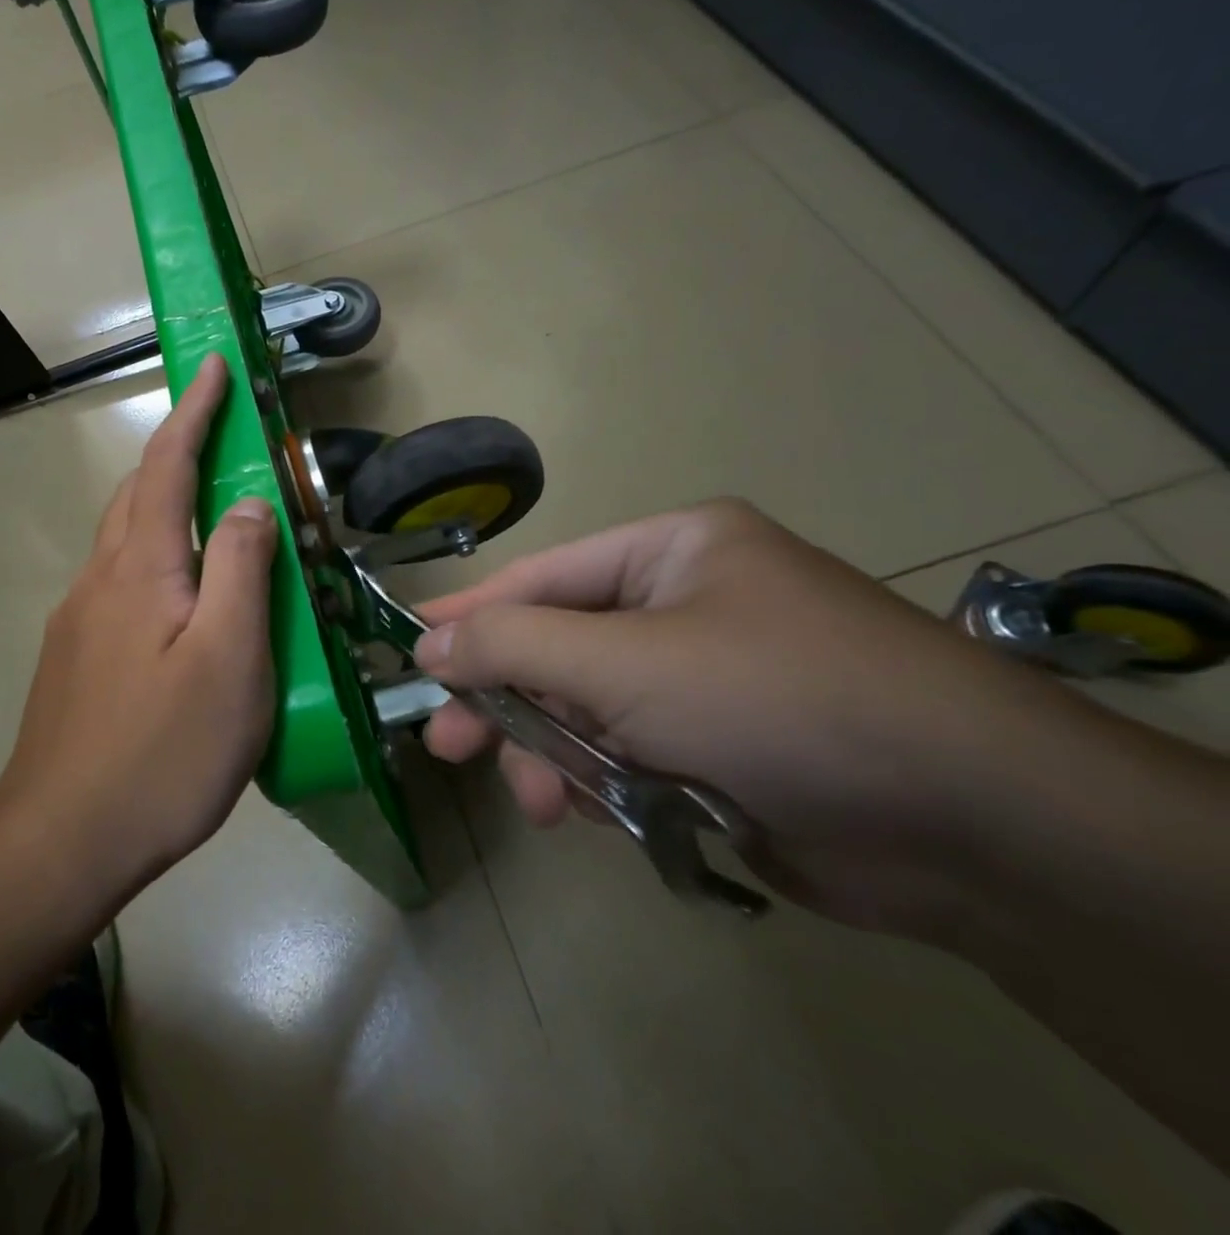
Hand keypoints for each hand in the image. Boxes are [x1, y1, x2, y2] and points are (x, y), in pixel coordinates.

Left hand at [0, 353, 279, 893]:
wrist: (62, 838)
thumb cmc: (163, 750)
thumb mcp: (229, 658)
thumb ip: (239, 569)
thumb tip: (248, 503)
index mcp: (141, 568)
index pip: (168, 465)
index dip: (193, 411)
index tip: (212, 364)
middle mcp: (101, 579)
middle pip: (137, 492)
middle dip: (175, 447)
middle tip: (220, 430)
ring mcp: (80, 619)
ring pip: (125, 537)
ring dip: (162, 500)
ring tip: (209, 504)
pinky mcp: (76, 656)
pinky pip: (120, 578)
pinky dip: (155, 553)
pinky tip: (178, 592)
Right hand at [413, 499, 1115, 939]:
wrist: (972, 828)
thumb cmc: (776, 699)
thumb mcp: (625, 662)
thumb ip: (513, 646)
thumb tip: (428, 641)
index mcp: (672, 551)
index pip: (542, 577)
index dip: (470, 612)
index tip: (409, 647)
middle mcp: (685, 605)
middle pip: (559, 648)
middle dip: (507, 701)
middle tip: (448, 745)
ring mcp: (704, 680)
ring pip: (588, 711)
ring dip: (555, 755)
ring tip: (543, 803)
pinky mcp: (719, 749)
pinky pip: (628, 755)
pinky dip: (603, 784)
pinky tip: (597, 814)